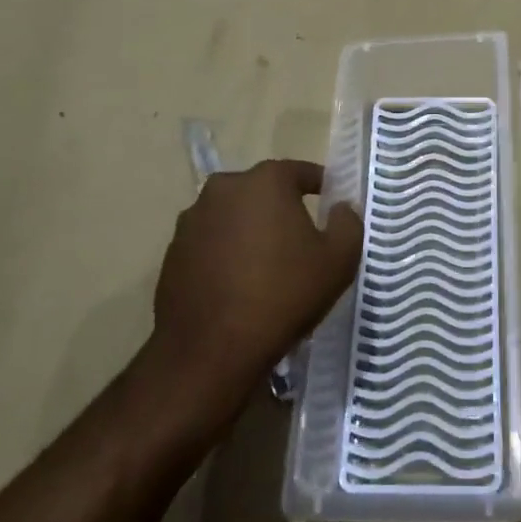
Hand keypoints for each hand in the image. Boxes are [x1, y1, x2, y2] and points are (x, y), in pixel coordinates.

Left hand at [148, 159, 362, 425]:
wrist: (211, 350)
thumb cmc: (283, 295)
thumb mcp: (338, 260)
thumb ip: (347, 223)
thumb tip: (341, 207)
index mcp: (265, 181)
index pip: (300, 171)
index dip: (319, 184)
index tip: (331, 201)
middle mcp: (224, 188)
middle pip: (262, 191)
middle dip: (281, 207)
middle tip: (300, 237)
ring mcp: (192, 219)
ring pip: (233, 216)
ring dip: (250, 230)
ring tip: (267, 264)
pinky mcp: (173, 251)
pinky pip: (210, 242)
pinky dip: (226, 253)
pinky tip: (238, 283)